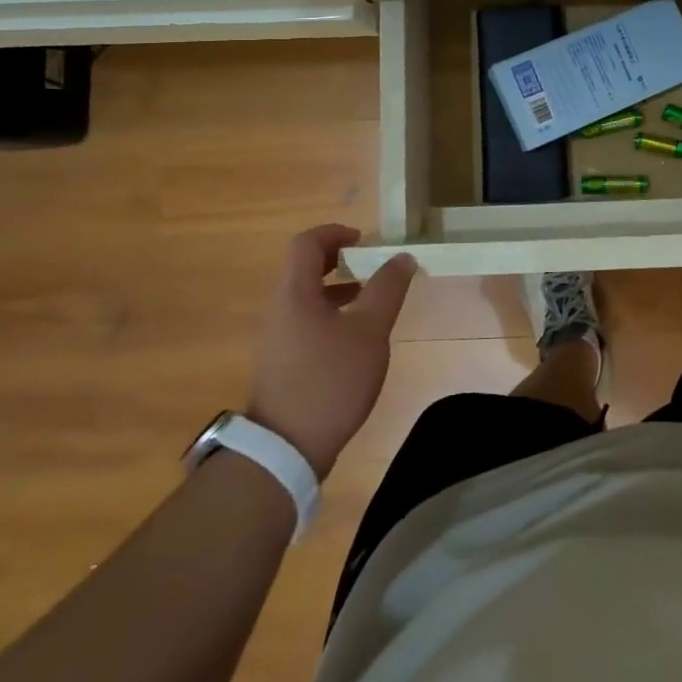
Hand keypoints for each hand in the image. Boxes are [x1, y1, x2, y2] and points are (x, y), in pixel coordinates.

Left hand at [246, 225, 415, 478]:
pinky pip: (307, 320)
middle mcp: (280, 308)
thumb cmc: (330, 379)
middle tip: (372, 265)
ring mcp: (279, 337)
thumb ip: (387, 288)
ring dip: (339, 287)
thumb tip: (402, 256)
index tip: (365, 241)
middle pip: (304, 267)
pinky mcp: (284, 362)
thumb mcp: (370, 330)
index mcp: (295, 293)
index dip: (335, 232)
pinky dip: (332, 313)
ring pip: (307, 296)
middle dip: (340, 259)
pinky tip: (357, 337)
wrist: (286, 448)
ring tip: (372, 299)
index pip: (307, 243)